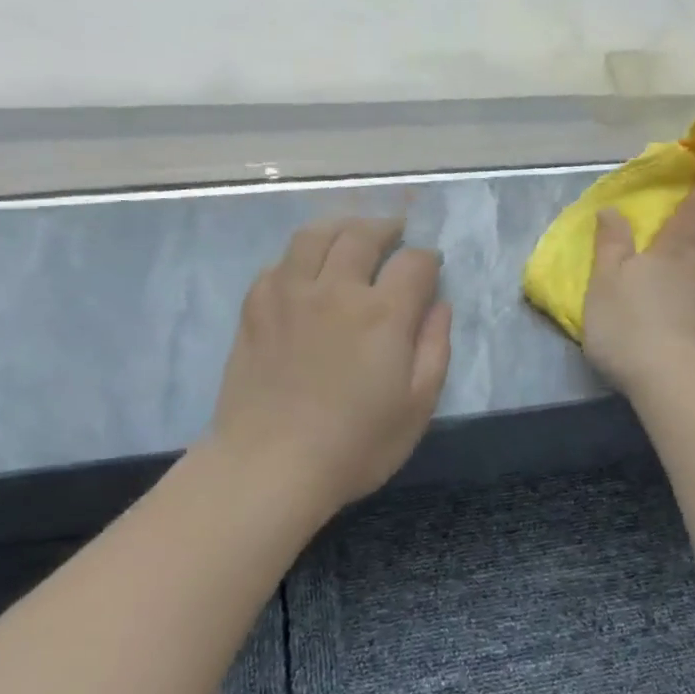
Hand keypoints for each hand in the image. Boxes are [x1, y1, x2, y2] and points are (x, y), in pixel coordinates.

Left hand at [207, 217, 451, 513]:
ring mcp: (289, 294)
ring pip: (315, 236)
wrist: (270, 466)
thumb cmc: (355, 445)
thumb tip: (439, 305)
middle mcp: (336, 289)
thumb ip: (435, 348)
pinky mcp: (255, 308)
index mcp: (383, 314)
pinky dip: (300, 256)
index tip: (432, 269)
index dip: (429, 260)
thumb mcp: (418, 406)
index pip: (414, 262)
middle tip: (396, 233)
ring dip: (341, 227)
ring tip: (352, 234)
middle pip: (363, 235)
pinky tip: (306, 270)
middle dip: (387, 228)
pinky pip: (280, 263)